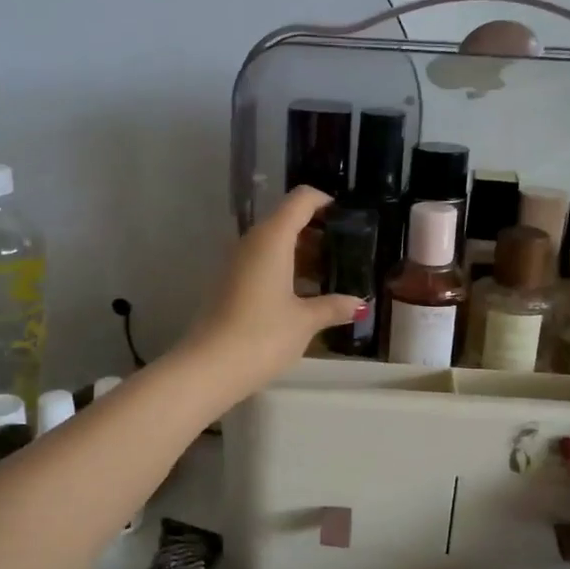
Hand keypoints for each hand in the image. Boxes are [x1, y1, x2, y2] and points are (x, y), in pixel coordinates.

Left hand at [181, 187, 363, 396]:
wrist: (209, 367)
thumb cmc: (263, 335)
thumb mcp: (305, 321)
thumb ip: (333, 306)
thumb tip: (359, 304)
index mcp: (272, 238)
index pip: (300, 200)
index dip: (324, 202)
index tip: (347, 217)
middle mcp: (251, 242)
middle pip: (286, 221)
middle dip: (317, 233)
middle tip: (346, 253)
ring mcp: (236, 263)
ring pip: (274, 245)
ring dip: (301, 255)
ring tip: (329, 277)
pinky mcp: (229, 284)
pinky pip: (262, 264)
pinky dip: (284, 271)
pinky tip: (303, 296)